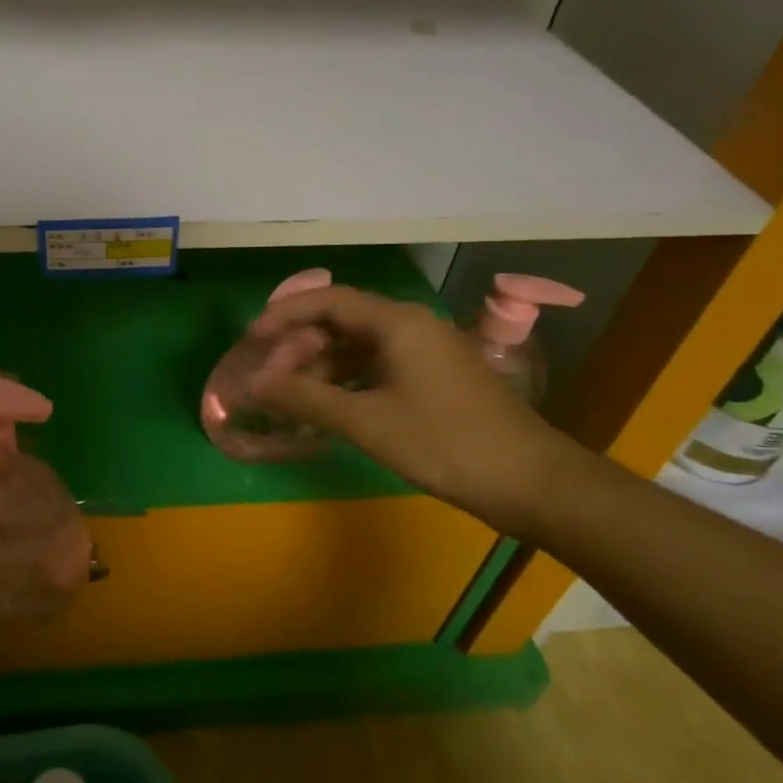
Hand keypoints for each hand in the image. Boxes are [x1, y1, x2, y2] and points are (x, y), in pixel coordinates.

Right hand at [248, 288, 578, 530]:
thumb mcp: (366, 421)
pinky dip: (349, 379)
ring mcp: (427, 351)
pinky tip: (330, 405)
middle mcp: (412, 325)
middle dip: (301, 345)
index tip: (252, 338)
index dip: (285, 315)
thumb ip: (305, 397)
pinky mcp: (435, 376)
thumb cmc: (444, 442)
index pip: (328, 301)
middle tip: (270, 376)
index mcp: (397, 322)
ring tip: (293, 396)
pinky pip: (379, 365)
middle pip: (342, 321)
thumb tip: (254, 383)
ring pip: (360, 345)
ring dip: (323, 365)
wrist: (530, 481)